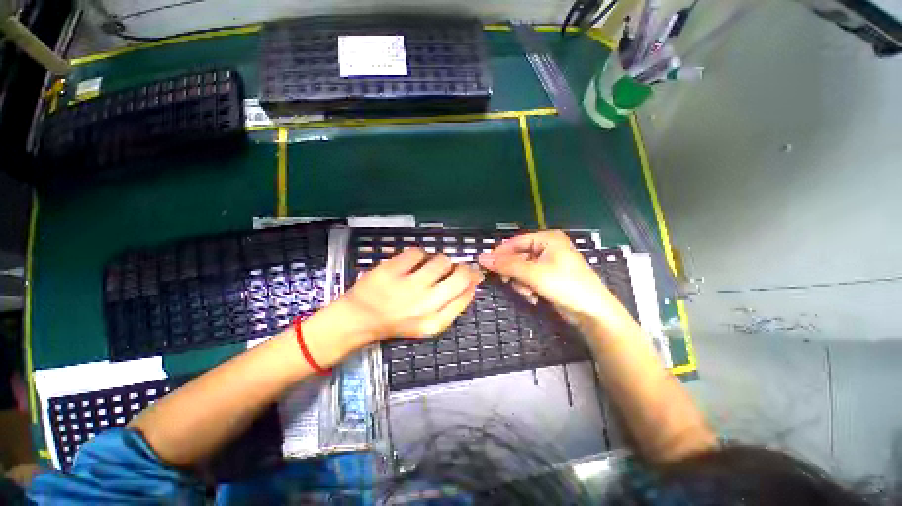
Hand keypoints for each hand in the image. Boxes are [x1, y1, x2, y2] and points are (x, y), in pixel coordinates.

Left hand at [339, 248, 483, 341]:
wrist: (358, 319)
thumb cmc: (396, 322)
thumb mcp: (427, 324)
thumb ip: (451, 307)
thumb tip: (471, 283)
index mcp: (434, 322)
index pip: (466, 295)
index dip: (472, 280)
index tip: (471, 274)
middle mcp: (424, 305)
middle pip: (460, 276)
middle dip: (462, 268)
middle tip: (454, 267)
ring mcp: (407, 286)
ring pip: (441, 260)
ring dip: (439, 261)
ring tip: (429, 266)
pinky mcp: (391, 270)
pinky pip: (417, 252)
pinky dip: (418, 255)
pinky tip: (412, 263)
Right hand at [478, 230, 617, 325]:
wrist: (592, 313)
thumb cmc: (565, 285)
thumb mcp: (533, 274)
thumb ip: (506, 265)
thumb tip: (481, 258)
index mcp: (547, 239)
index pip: (515, 242)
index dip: (500, 254)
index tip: (486, 265)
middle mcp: (547, 248)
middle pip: (517, 257)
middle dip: (515, 273)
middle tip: (509, 282)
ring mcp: (548, 263)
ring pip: (521, 270)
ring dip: (521, 283)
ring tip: (530, 293)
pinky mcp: (548, 277)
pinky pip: (528, 279)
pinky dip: (528, 288)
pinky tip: (535, 297)